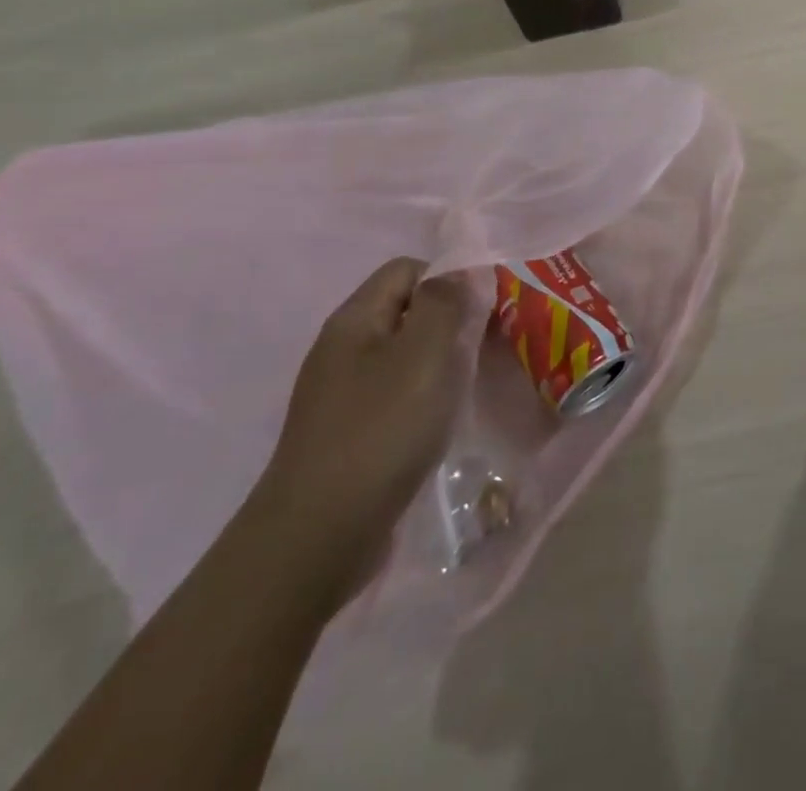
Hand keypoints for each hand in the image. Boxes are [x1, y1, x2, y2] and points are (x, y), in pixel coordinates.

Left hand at [246, 258, 467, 609]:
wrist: (318, 535)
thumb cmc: (381, 429)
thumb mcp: (426, 353)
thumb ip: (447, 302)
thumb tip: (461, 269)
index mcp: (354, 319)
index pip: (407, 269)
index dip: (449, 279)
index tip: (484, 312)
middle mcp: (342, 348)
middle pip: (406, 311)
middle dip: (450, 323)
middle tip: (486, 349)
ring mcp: (340, 394)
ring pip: (404, 356)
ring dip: (440, 364)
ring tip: (469, 387)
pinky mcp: (347, 434)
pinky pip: (395, 395)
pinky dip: (423, 399)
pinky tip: (440, 424)